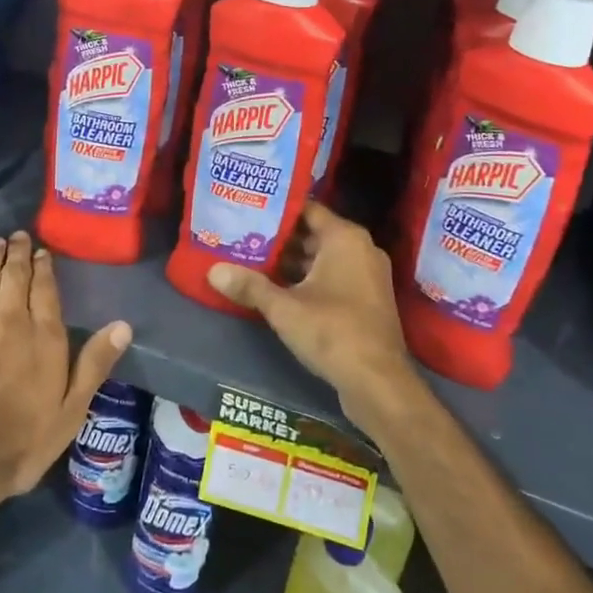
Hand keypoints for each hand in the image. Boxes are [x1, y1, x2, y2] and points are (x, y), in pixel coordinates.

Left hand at [0, 231, 130, 517]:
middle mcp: (11, 320)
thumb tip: (124, 325)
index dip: (43, 267)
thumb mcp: (70, 412)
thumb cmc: (19, 444)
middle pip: (14, 276)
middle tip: (17, 236)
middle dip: (17, 253)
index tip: (41, 252)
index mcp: (44, 337)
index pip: (45, 289)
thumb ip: (94, 365)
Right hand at [207, 202, 420, 423]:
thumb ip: (249, 286)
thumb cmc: (332, 332)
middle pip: (313, 234)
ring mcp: (368, 276)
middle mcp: (361, 249)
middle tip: (243, 237)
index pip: (307, 209)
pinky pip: (334, 277)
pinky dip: (309, 280)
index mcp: (345, 238)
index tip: (248, 211)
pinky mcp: (367, 300)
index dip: (277, 211)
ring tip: (253, 262)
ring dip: (292, 262)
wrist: (379, 383)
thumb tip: (213, 271)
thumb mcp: (284, 308)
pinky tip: (278, 290)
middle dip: (280, 239)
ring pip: (322, 258)